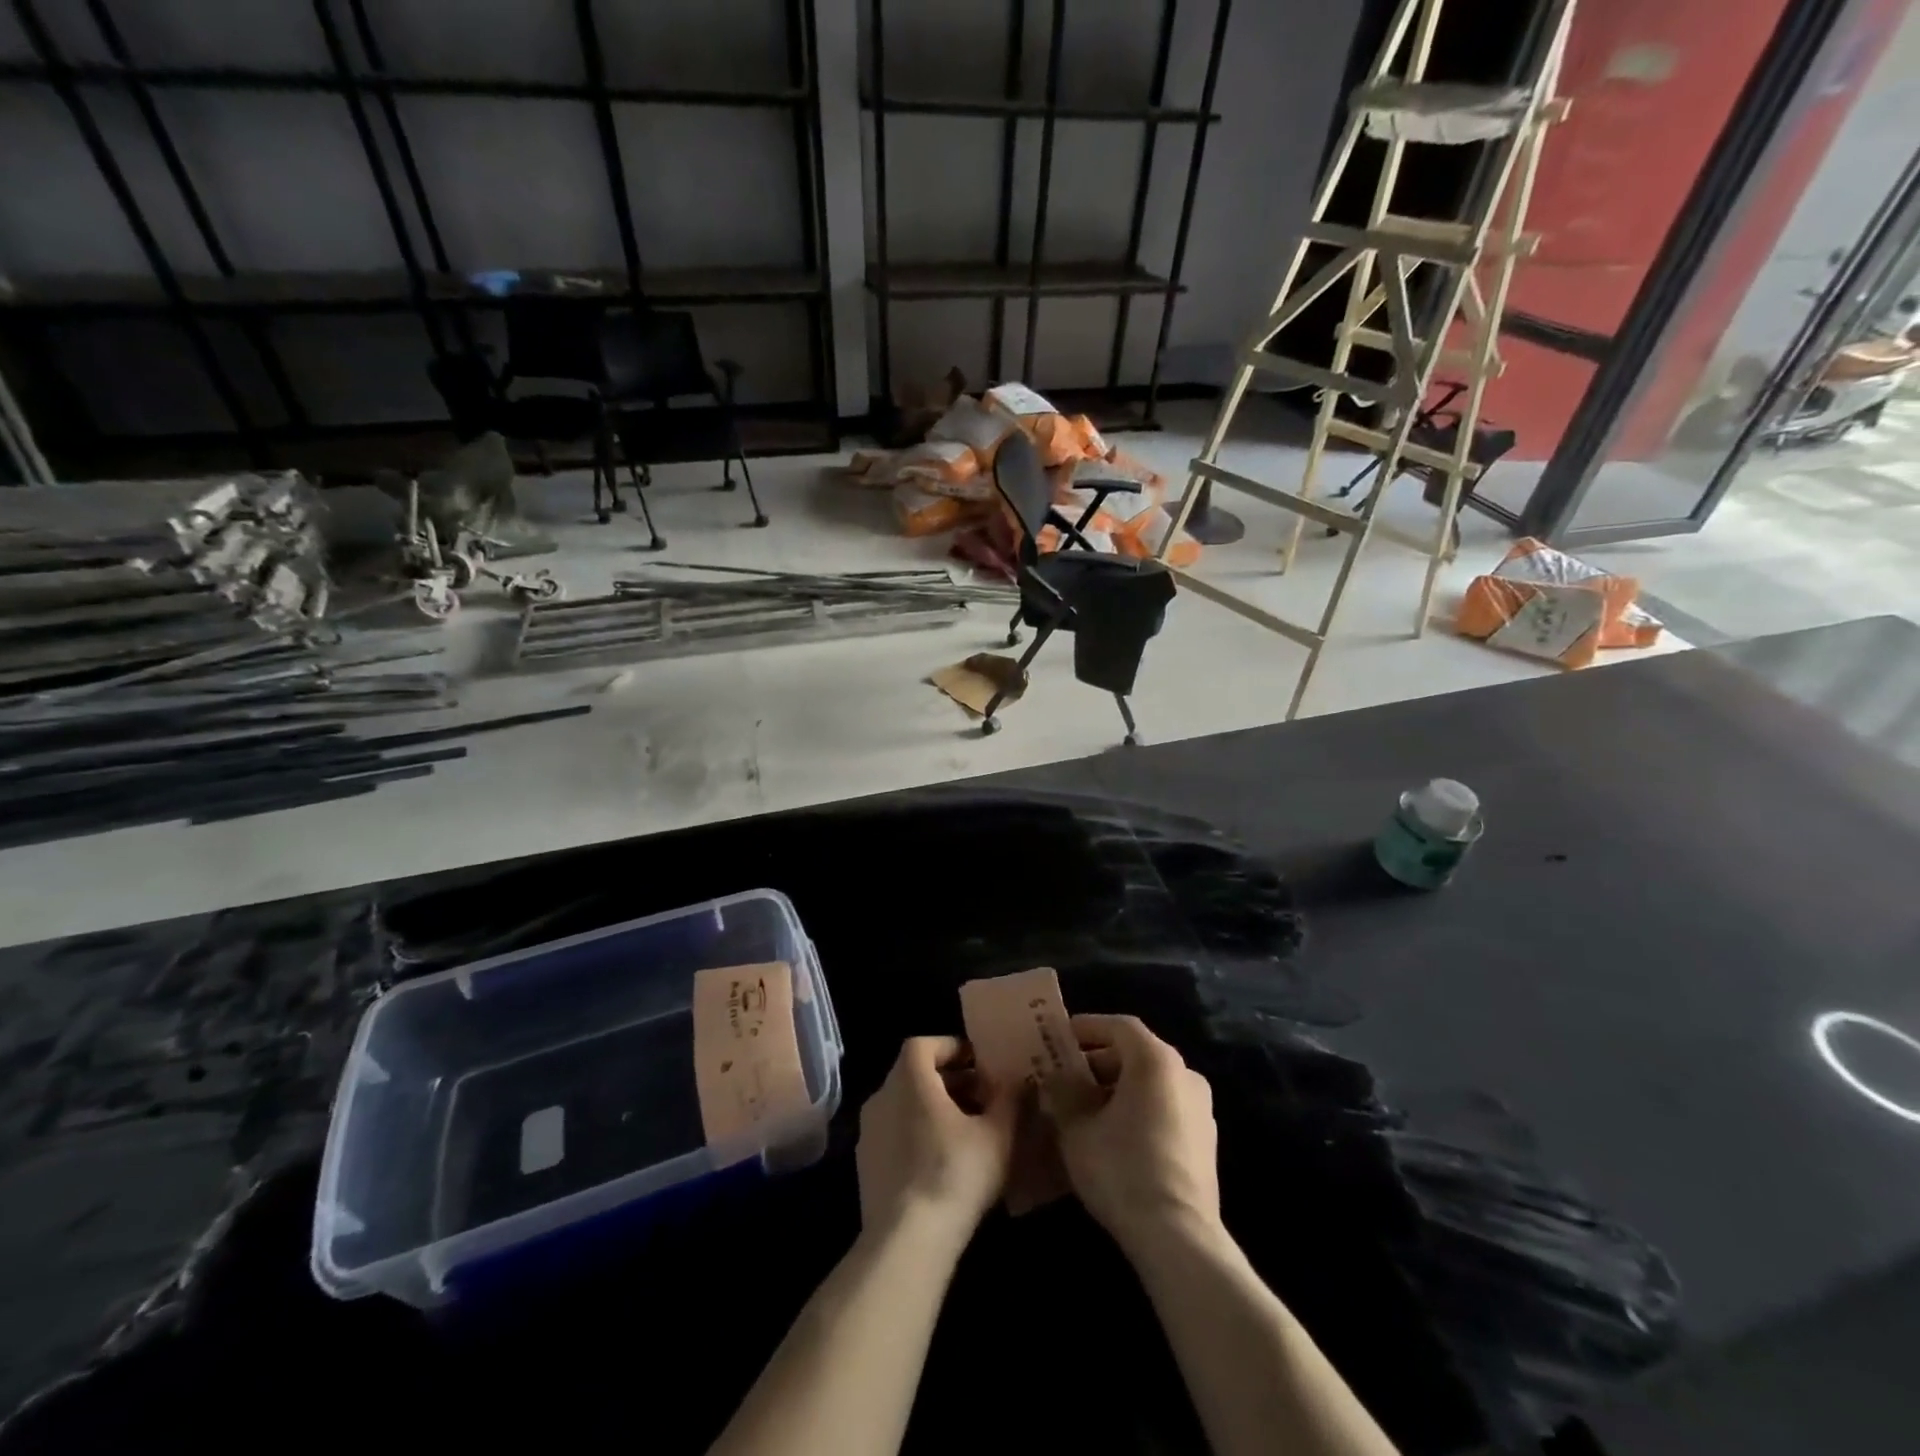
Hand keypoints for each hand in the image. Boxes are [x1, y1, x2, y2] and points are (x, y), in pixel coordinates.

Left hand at [855, 1037, 1018, 1247]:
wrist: (906, 1242)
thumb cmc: (954, 1173)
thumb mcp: (998, 1134)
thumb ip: (1009, 1099)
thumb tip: (1017, 1080)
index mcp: (908, 1078)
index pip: (924, 1044)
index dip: (952, 1048)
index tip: (979, 1066)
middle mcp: (881, 1096)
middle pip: (915, 1075)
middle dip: (950, 1082)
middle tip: (983, 1100)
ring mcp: (868, 1133)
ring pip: (905, 1106)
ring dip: (935, 1111)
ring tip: (969, 1134)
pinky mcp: (866, 1167)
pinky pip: (895, 1136)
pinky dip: (919, 1137)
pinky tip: (944, 1165)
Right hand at [1043, 1014, 1220, 1249]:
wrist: (1178, 1237)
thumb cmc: (1122, 1169)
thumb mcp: (1076, 1128)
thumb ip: (1062, 1093)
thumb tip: (1054, 1079)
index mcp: (1156, 1060)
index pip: (1119, 1026)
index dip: (1087, 1027)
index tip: (1060, 1037)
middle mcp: (1185, 1074)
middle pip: (1136, 1053)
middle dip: (1098, 1061)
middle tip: (1066, 1076)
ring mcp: (1201, 1109)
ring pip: (1151, 1083)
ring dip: (1117, 1087)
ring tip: (1085, 1108)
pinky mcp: (1206, 1142)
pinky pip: (1165, 1108)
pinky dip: (1138, 1109)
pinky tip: (1113, 1136)